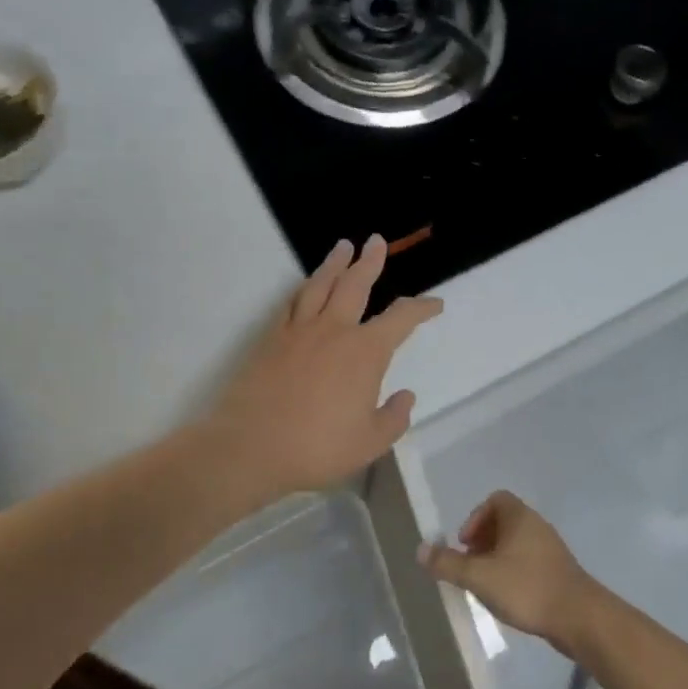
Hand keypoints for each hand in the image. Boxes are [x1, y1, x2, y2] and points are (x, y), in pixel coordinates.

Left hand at [207, 235, 441, 499]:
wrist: (251, 446)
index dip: (422, 308)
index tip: (435, 304)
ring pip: (320, 285)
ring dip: (334, 264)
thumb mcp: (370, 442)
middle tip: (376, 241)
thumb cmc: (317, 447)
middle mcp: (334, 330)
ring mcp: (298, 331)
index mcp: (365, 352)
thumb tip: (405, 396)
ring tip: (343, 247)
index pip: (401, 318)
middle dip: (370, 262)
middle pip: (355, 285)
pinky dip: (303, 289)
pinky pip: (291, 304)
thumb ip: (393, 417)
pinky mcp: (270, 339)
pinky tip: (306, 287)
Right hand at [419, 491, 604, 652]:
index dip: (475, 518)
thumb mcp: (479, 577)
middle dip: (482, 541)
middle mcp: (537, 526)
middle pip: (504, 522)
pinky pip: (529, 561)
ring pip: (516, 544)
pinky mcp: (559, 572)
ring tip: (485, 584)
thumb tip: (420, 549)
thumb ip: (448, 563)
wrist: (580, 618)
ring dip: (497, 558)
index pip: (496, 499)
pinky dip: (513, 572)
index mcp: (520, 517)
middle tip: (470, 566)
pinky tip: (507, 597)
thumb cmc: (527, 588)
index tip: (465, 544)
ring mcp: (551, 549)